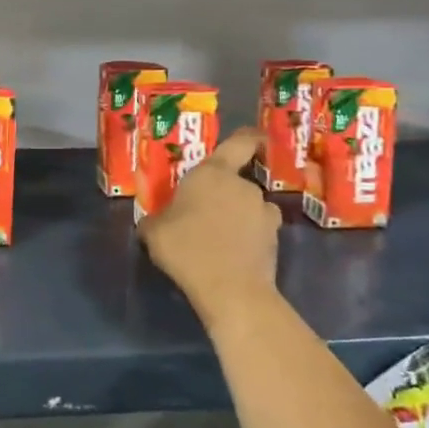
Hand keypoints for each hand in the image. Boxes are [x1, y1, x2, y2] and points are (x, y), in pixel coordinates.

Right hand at [138, 128, 280, 327]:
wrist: (230, 289)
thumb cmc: (186, 247)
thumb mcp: (153, 232)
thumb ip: (155, 219)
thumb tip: (153, 221)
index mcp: (213, 173)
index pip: (239, 143)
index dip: (248, 138)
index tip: (253, 140)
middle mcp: (243, 186)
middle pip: (238, 181)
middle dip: (226, 194)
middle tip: (206, 213)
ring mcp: (263, 212)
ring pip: (250, 208)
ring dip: (240, 217)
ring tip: (220, 239)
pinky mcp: (275, 240)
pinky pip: (258, 232)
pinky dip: (250, 239)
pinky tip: (233, 256)